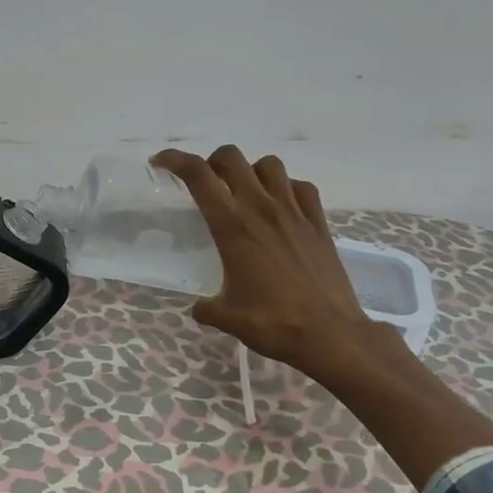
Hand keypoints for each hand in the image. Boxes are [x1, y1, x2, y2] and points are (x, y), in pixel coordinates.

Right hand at [151, 146, 402, 387]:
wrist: (331, 334)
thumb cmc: (273, 324)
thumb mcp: (227, 318)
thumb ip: (206, 308)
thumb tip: (200, 308)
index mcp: (232, 227)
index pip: (198, 176)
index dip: (175, 161)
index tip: (161, 162)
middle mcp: (261, 209)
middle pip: (232, 158)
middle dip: (212, 162)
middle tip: (206, 183)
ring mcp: (294, 212)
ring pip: (269, 165)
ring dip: (250, 171)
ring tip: (244, 193)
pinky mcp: (319, 223)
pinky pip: (301, 187)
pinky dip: (287, 188)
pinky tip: (281, 208)